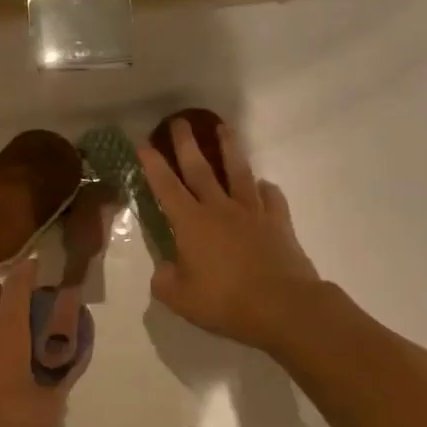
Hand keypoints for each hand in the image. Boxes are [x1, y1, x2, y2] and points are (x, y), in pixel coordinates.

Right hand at [138, 119, 321, 351]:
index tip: (143, 143)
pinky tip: (262, 185)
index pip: (166, 187)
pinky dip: (264, 188)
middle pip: (200, 168)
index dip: (153, 165)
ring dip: (229, 148)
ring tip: (223, 128)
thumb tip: (164, 269)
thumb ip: (165, 280)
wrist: (283, 306)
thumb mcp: (180, 299)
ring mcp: (252, 212)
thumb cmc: (225, 301)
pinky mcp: (278, 222)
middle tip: (178, 120)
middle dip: (186, 143)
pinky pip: (270, 197)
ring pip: (238, 172)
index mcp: (191, 223)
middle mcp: (220, 208)